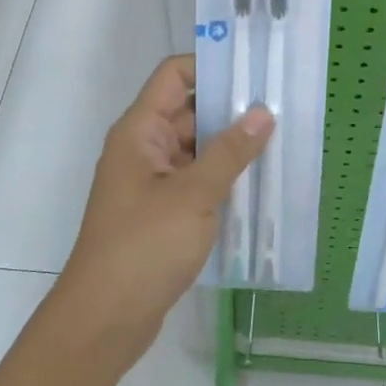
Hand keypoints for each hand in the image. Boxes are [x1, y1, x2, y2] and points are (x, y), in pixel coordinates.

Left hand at [56, 55, 272, 365]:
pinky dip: (223, 178)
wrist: (104, 320)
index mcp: (140, 130)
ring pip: (196, 148)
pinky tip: (259, 184)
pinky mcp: (162, 212)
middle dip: (231, 108)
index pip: (173, 76)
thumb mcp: (193, 195)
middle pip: (189, 111)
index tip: (254, 69)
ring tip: (281, 141)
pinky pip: (196, 180)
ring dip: (231, 146)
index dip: (210, 65)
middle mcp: (144, 148)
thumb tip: (263, 112)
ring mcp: (152, 182)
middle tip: (281, 106)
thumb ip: (229, 152)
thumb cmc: (143, 247)